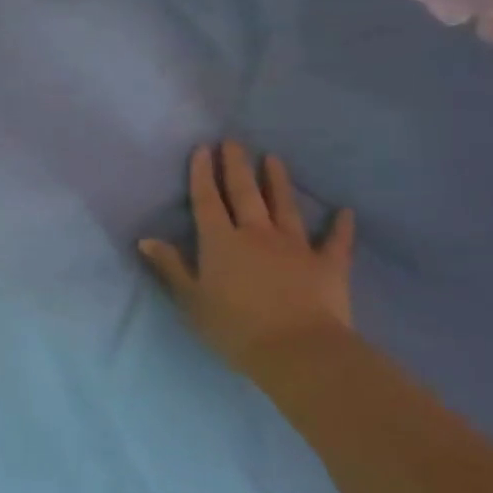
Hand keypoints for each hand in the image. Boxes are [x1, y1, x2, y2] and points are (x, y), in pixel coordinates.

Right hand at [139, 142, 354, 370]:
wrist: (298, 351)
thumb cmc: (235, 329)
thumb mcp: (191, 301)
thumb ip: (171, 267)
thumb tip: (146, 239)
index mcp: (220, 242)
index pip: (207, 201)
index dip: (202, 174)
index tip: (202, 149)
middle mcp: (256, 234)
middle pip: (244, 193)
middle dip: (236, 166)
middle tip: (233, 141)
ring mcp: (295, 246)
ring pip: (285, 206)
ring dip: (278, 182)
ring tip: (273, 159)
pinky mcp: (328, 265)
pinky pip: (336, 242)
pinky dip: (341, 226)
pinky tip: (346, 212)